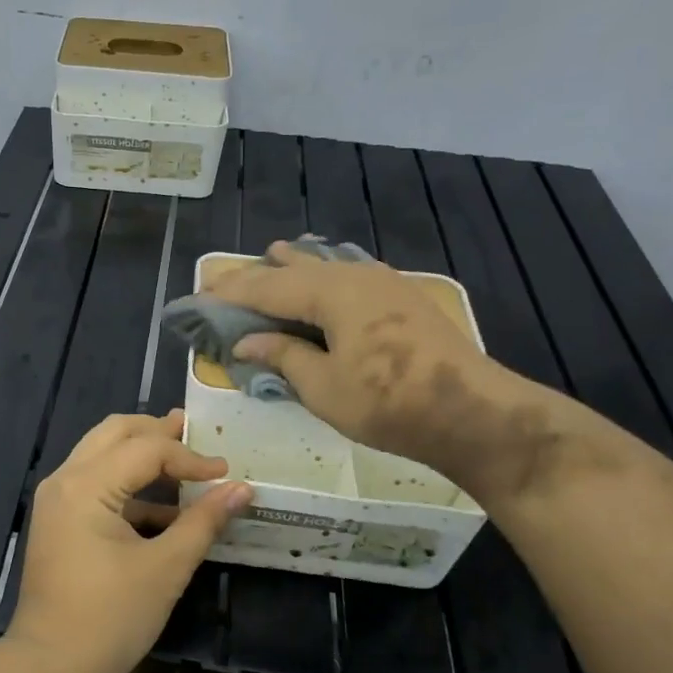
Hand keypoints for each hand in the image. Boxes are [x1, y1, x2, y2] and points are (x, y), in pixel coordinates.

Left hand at [4, 411, 251, 672]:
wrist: (51, 668)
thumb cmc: (111, 618)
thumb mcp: (166, 568)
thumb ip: (204, 522)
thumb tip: (241, 490)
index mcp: (86, 485)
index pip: (146, 448)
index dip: (190, 457)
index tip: (225, 473)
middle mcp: (64, 480)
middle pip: (115, 432)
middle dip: (158, 431)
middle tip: (196, 434)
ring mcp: (56, 499)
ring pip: (102, 454)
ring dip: (141, 453)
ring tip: (183, 460)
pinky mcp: (58, 520)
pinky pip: (95, 484)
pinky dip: (128, 486)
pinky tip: (164, 507)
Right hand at [206, 241, 524, 487]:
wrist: (473, 412)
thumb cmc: (388, 402)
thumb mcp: (324, 387)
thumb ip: (283, 356)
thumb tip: (247, 341)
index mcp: (330, 291)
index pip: (266, 287)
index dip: (230, 293)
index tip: (199, 296)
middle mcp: (354, 274)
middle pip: (294, 269)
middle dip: (258, 276)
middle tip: (225, 281)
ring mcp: (384, 282)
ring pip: (325, 266)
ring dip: (293, 269)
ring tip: (271, 260)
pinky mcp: (402, 297)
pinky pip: (348, 275)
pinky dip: (323, 277)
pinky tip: (323, 278)